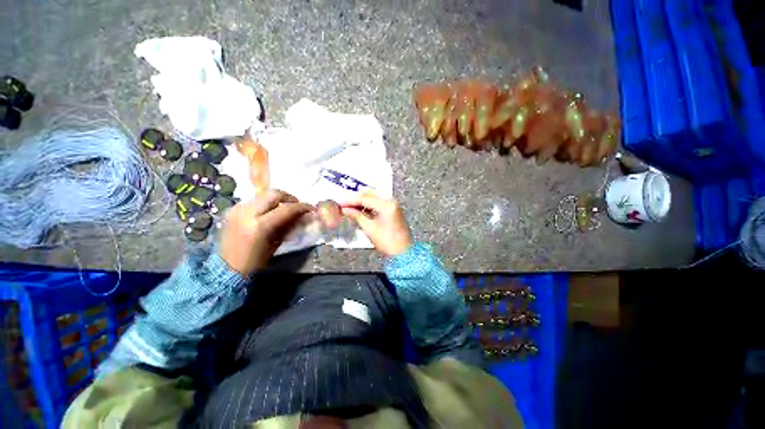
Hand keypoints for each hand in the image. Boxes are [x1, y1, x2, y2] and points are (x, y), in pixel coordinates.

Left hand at [220, 190, 312, 275]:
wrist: (226, 269)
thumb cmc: (255, 262)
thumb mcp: (276, 243)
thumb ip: (289, 226)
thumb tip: (302, 215)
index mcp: (259, 226)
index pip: (286, 209)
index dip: (301, 207)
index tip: (311, 208)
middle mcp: (246, 213)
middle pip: (273, 194)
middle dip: (289, 198)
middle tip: (297, 206)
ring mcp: (237, 210)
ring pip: (263, 195)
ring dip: (277, 200)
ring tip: (285, 208)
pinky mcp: (232, 210)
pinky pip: (254, 201)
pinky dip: (265, 203)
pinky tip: (270, 212)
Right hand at [341, 194, 412, 256]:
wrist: (403, 252)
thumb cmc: (388, 242)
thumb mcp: (369, 228)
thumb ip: (356, 216)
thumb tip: (345, 209)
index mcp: (387, 205)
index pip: (365, 198)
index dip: (350, 201)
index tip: (340, 203)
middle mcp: (391, 202)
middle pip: (369, 196)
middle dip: (355, 201)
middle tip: (343, 206)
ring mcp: (393, 205)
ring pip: (373, 200)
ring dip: (361, 204)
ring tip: (349, 209)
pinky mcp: (393, 210)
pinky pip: (378, 205)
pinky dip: (368, 207)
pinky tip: (360, 211)